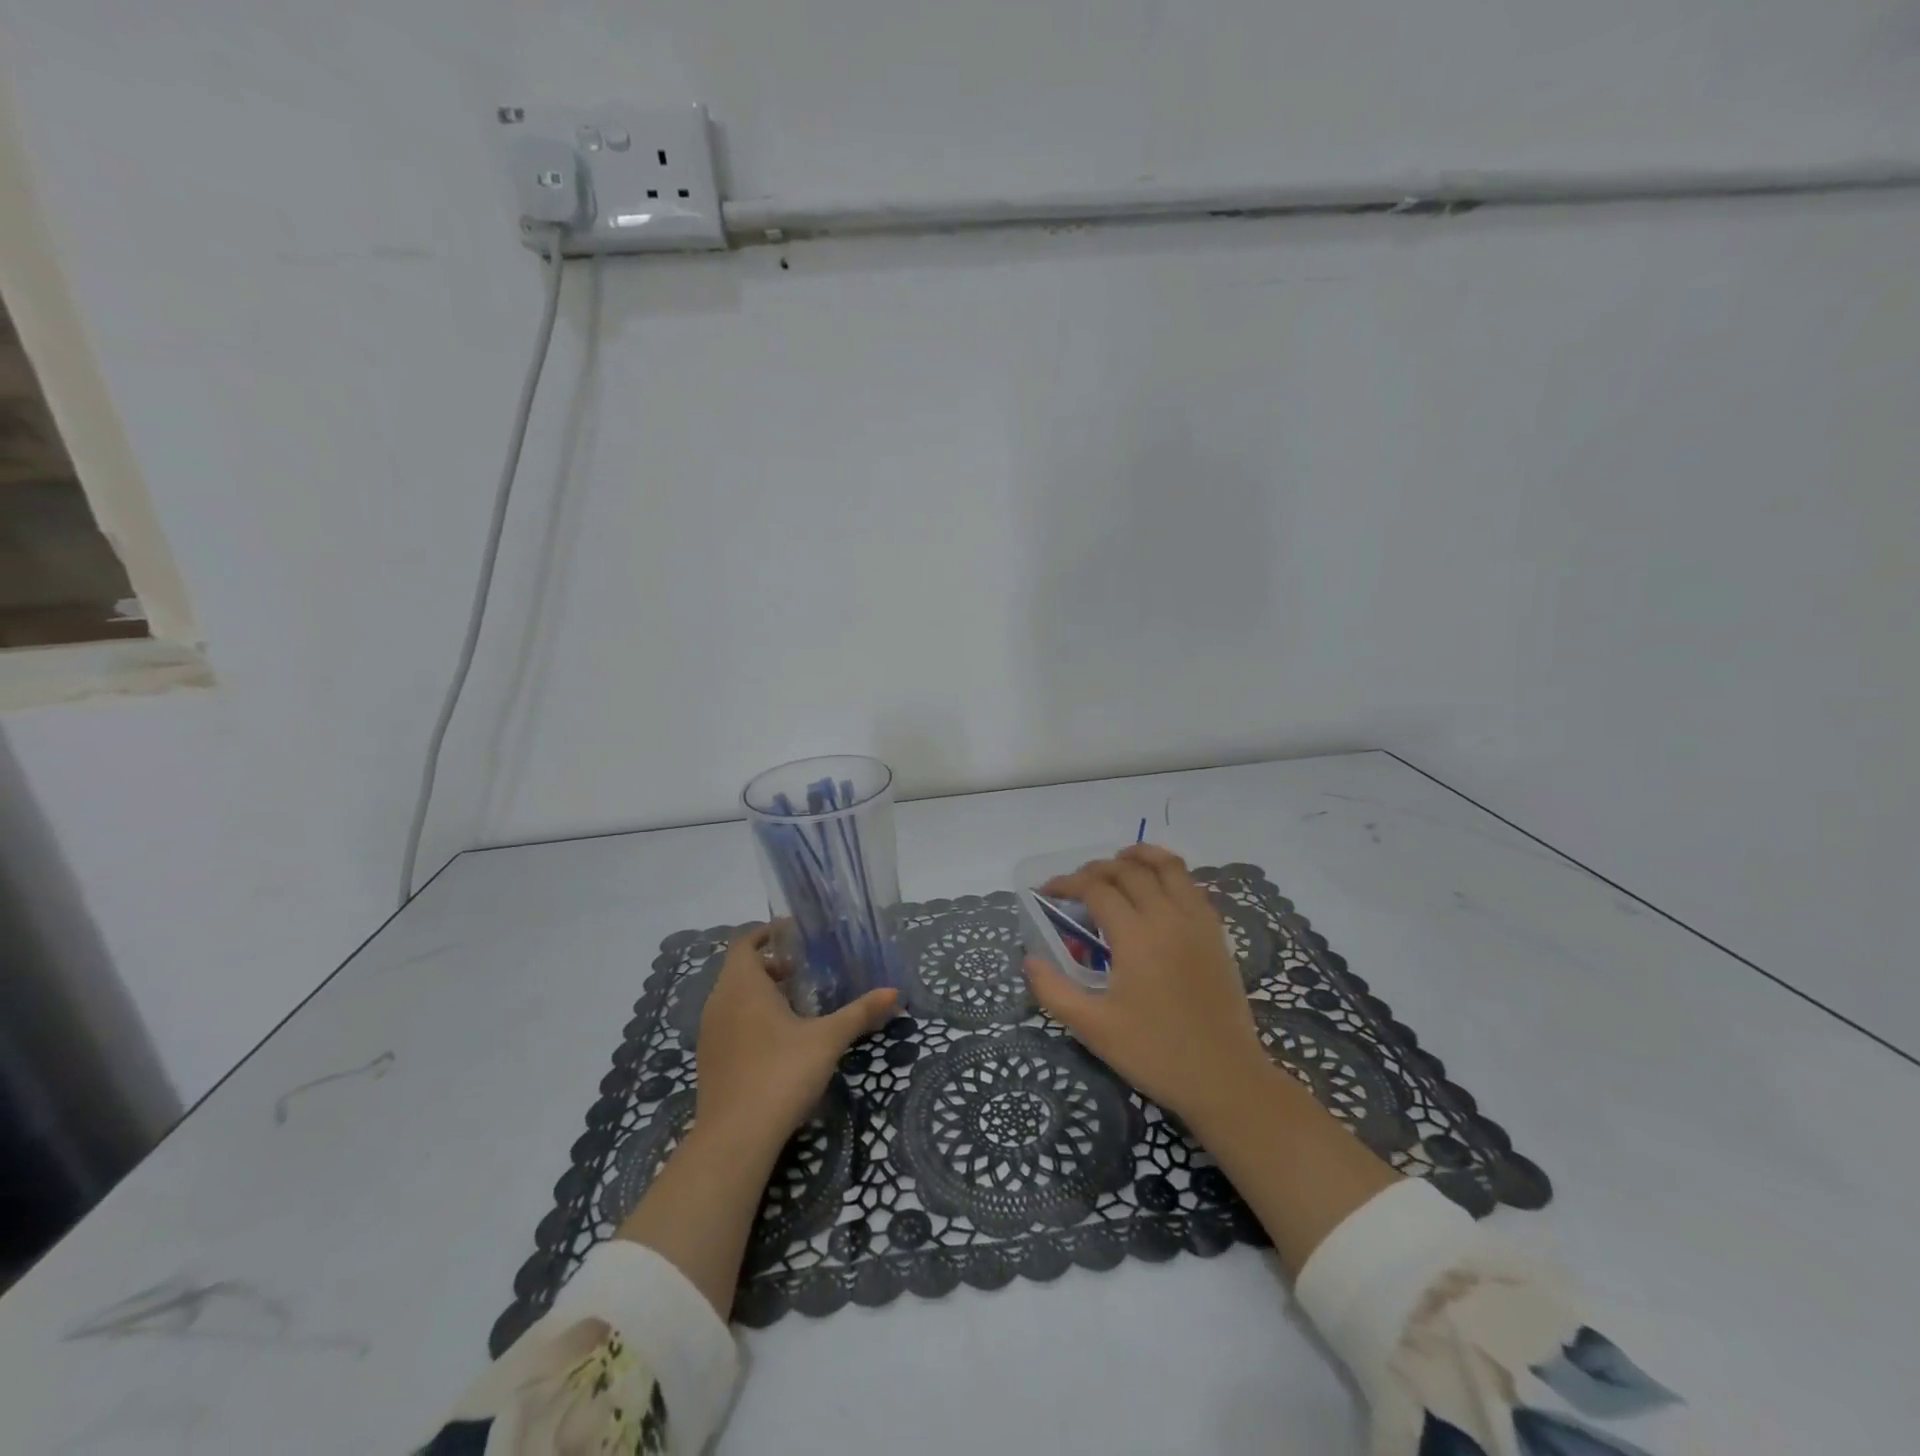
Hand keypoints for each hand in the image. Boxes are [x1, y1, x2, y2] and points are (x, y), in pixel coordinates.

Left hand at [694, 926, 898, 1156]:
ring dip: (760, 993)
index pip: (745, 942)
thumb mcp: (827, 1039)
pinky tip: (778, 1040)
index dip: (767, 933)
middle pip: (740, 969)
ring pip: (733, 997)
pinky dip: (750, 1018)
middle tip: (804, 971)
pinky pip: (729, 1023)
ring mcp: (709, 1033)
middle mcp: (719, 1002)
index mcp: (742, 985)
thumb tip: (894, 992)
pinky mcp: (709, 1060)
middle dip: (771, 965)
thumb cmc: (781, 1073)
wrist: (735, 1139)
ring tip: (796, 1005)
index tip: (794, 934)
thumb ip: (859, 1012)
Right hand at [1023, 844, 1269, 1125]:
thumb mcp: (1094, 1029)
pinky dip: (1170, 873)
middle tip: (1076, 884)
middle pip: (1129, 870)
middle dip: (1097, 868)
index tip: (1047, 891)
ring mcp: (1197, 922)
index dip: (1067, 883)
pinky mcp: (1216, 934)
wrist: (1225, 1079)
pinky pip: (1192, 885)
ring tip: (1119, 860)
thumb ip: (1054, 991)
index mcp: (1136, 936)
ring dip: (1139, 856)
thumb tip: (1030, 960)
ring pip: (1168, 867)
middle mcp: (1168, 917)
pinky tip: (1158, 887)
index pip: (1096, 888)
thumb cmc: (1155, 1053)